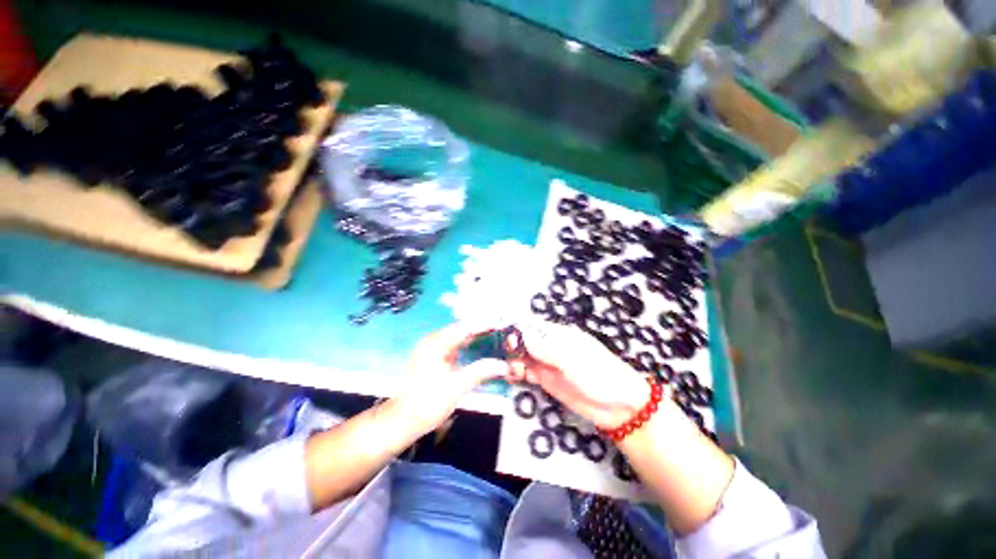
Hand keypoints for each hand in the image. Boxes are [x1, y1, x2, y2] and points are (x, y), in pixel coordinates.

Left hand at [393, 323, 509, 433]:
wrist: (403, 421)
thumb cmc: (427, 404)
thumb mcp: (456, 387)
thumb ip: (480, 372)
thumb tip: (503, 365)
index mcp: (436, 344)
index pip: (465, 327)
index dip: (484, 325)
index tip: (501, 326)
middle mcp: (432, 341)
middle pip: (461, 329)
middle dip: (481, 329)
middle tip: (501, 332)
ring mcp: (431, 349)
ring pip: (457, 336)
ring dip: (474, 336)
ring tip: (494, 338)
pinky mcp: (432, 357)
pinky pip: (453, 345)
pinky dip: (466, 345)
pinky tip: (478, 349)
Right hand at [507, 321, 650, 429]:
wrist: (619, 406)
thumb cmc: (599, 373)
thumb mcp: (571, 359)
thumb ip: (545, 347)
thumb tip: (521, 334)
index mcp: (557, 334)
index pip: (531, 325)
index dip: (517, 328)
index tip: (504, 338)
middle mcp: (549, 346)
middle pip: (524, 341)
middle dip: (512, 346)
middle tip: (509, 358)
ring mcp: (548, 364)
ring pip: (523, 357)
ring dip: (513, 361)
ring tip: (513, 371)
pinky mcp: (547, 381)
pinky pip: (528, 373)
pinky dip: (518, 374)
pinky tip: (514, 378)